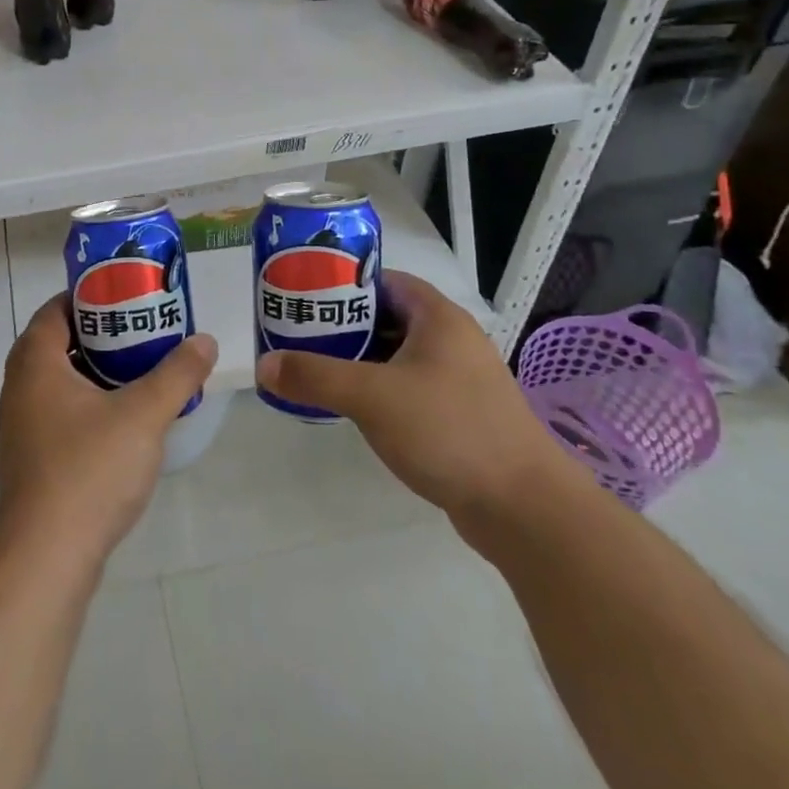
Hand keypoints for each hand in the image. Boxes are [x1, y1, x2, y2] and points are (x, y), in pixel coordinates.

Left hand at [0, 293, 216, 567]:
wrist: (47, 554)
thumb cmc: (90, 469)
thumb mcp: (144, 414)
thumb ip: (177, 374)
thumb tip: (206, 341)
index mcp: (36, 362)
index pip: (55, 309)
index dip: (89, 296)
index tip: (126, 295)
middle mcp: (20, 386)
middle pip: (58, 341)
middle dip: (99, 332)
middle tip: (141, 328)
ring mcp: (22, 423)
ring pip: (59, 378)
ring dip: (94, 368)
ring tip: (139, 367)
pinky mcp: (32, 455)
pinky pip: (59, 408)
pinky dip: (87, 399)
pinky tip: (123, 415)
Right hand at [254, 269, 571, 538]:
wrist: (525, 508)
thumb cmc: (448, 430)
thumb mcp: (371, 397)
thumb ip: (314, 376)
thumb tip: (263, 365)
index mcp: (437, 316)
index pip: (382, 280)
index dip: (342, 283)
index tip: (304, 297)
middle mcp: (451, 339)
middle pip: (386, 317)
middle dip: (343, 325)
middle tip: (299, 335)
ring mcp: (458, 378)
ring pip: (396, 355)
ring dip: (359, 360)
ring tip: (315, 369)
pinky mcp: (459, 414)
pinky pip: (409, 387)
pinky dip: (379, 389)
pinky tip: (352, 408)